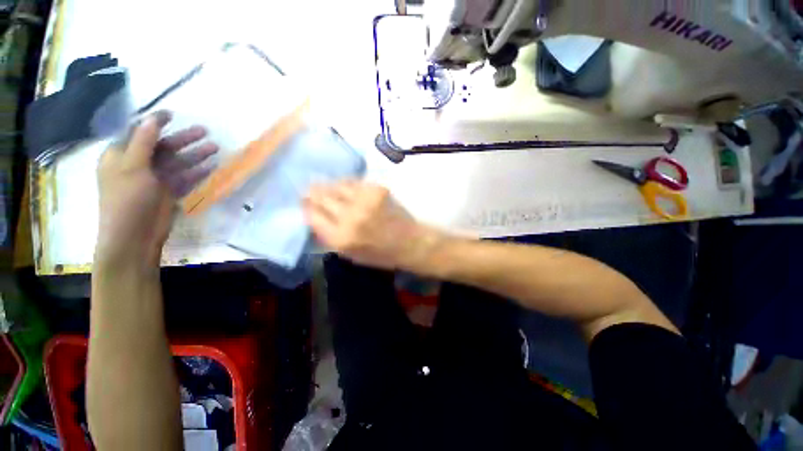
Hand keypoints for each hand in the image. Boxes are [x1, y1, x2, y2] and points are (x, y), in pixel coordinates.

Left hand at [96, 111, 216, 266]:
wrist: (134, 237)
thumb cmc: (127, 199)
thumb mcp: (132, 167)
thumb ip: (143, 141)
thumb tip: (152, 117)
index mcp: (121, 156)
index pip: (138, 133)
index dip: (155, 123)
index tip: (173, 115)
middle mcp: (138, 165)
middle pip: (163, 147)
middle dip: (183, 139)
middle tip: (205, 132)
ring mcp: (155, 180)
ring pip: (177, 162)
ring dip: (195, 155)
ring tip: (215, 148)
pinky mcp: (169, 192)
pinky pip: (185, 178)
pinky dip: (197, 172)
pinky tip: (211, 167)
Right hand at [303, 181, 441, 269]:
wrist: (409, 242)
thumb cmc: (379, 254)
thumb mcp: (348, 255)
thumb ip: (328, 236)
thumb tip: (312, 215)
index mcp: (341, 238)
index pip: (312, 214)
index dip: (306, 207)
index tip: (305, 203)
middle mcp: (350, 217)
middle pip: (321, 196)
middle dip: (312, 193)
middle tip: (310, 191)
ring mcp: (364, 200)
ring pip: (335, 185)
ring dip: (328, 186)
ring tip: (327, 187)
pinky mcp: (377, 189)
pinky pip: (353, 181)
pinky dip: (345, 184)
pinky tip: (345, 187)